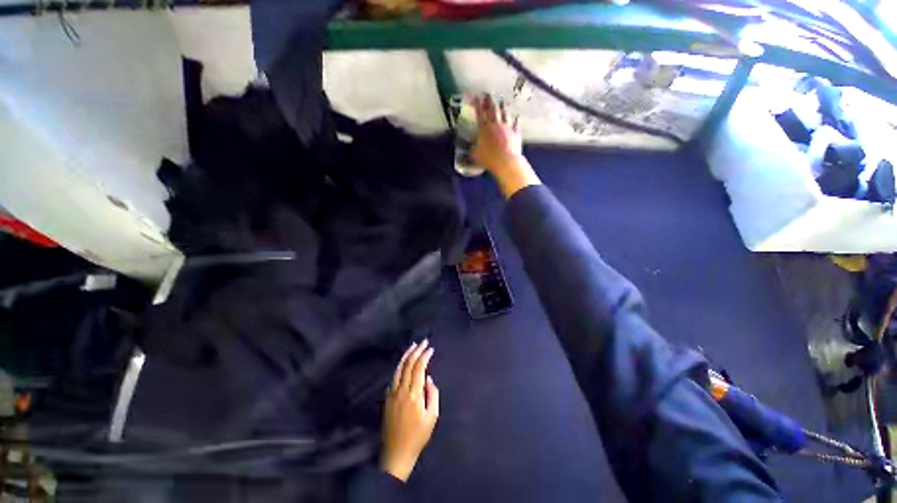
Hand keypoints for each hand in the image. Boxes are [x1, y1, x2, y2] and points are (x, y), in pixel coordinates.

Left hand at [380, 340, 439, 481]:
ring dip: (406, 355)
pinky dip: (400, 366)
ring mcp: (392, 393)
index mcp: (414, 394)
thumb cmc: (418, 436)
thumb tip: (428, 379)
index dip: (425, 356)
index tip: (430, 349)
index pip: (419, 368)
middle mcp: (401, 390)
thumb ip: (432, 395)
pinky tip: (404, 363)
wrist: (396, 452)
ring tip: (413, 346)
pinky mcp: (387, 397)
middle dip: (416, 351)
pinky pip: (393, 377)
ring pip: (399, 368)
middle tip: (423, 342)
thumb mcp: (432, 417)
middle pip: (408, 364)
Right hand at [472, 94, 540, 197]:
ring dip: (503, 108)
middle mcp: (496, 125)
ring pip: (505, 114)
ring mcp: (507, 128)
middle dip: (489, 101)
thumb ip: (471, 151)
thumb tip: (465, 152)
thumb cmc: (488, 158)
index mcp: (484, 128)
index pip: (479, 113)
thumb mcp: (474, 156)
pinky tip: (516, 119)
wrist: (506, 161)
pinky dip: (515, 122)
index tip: (476, 96)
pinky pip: (516, 125)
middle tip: (488, 94)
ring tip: (501, 102)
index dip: (477, 104)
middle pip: (493, 109)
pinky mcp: (515, 134)